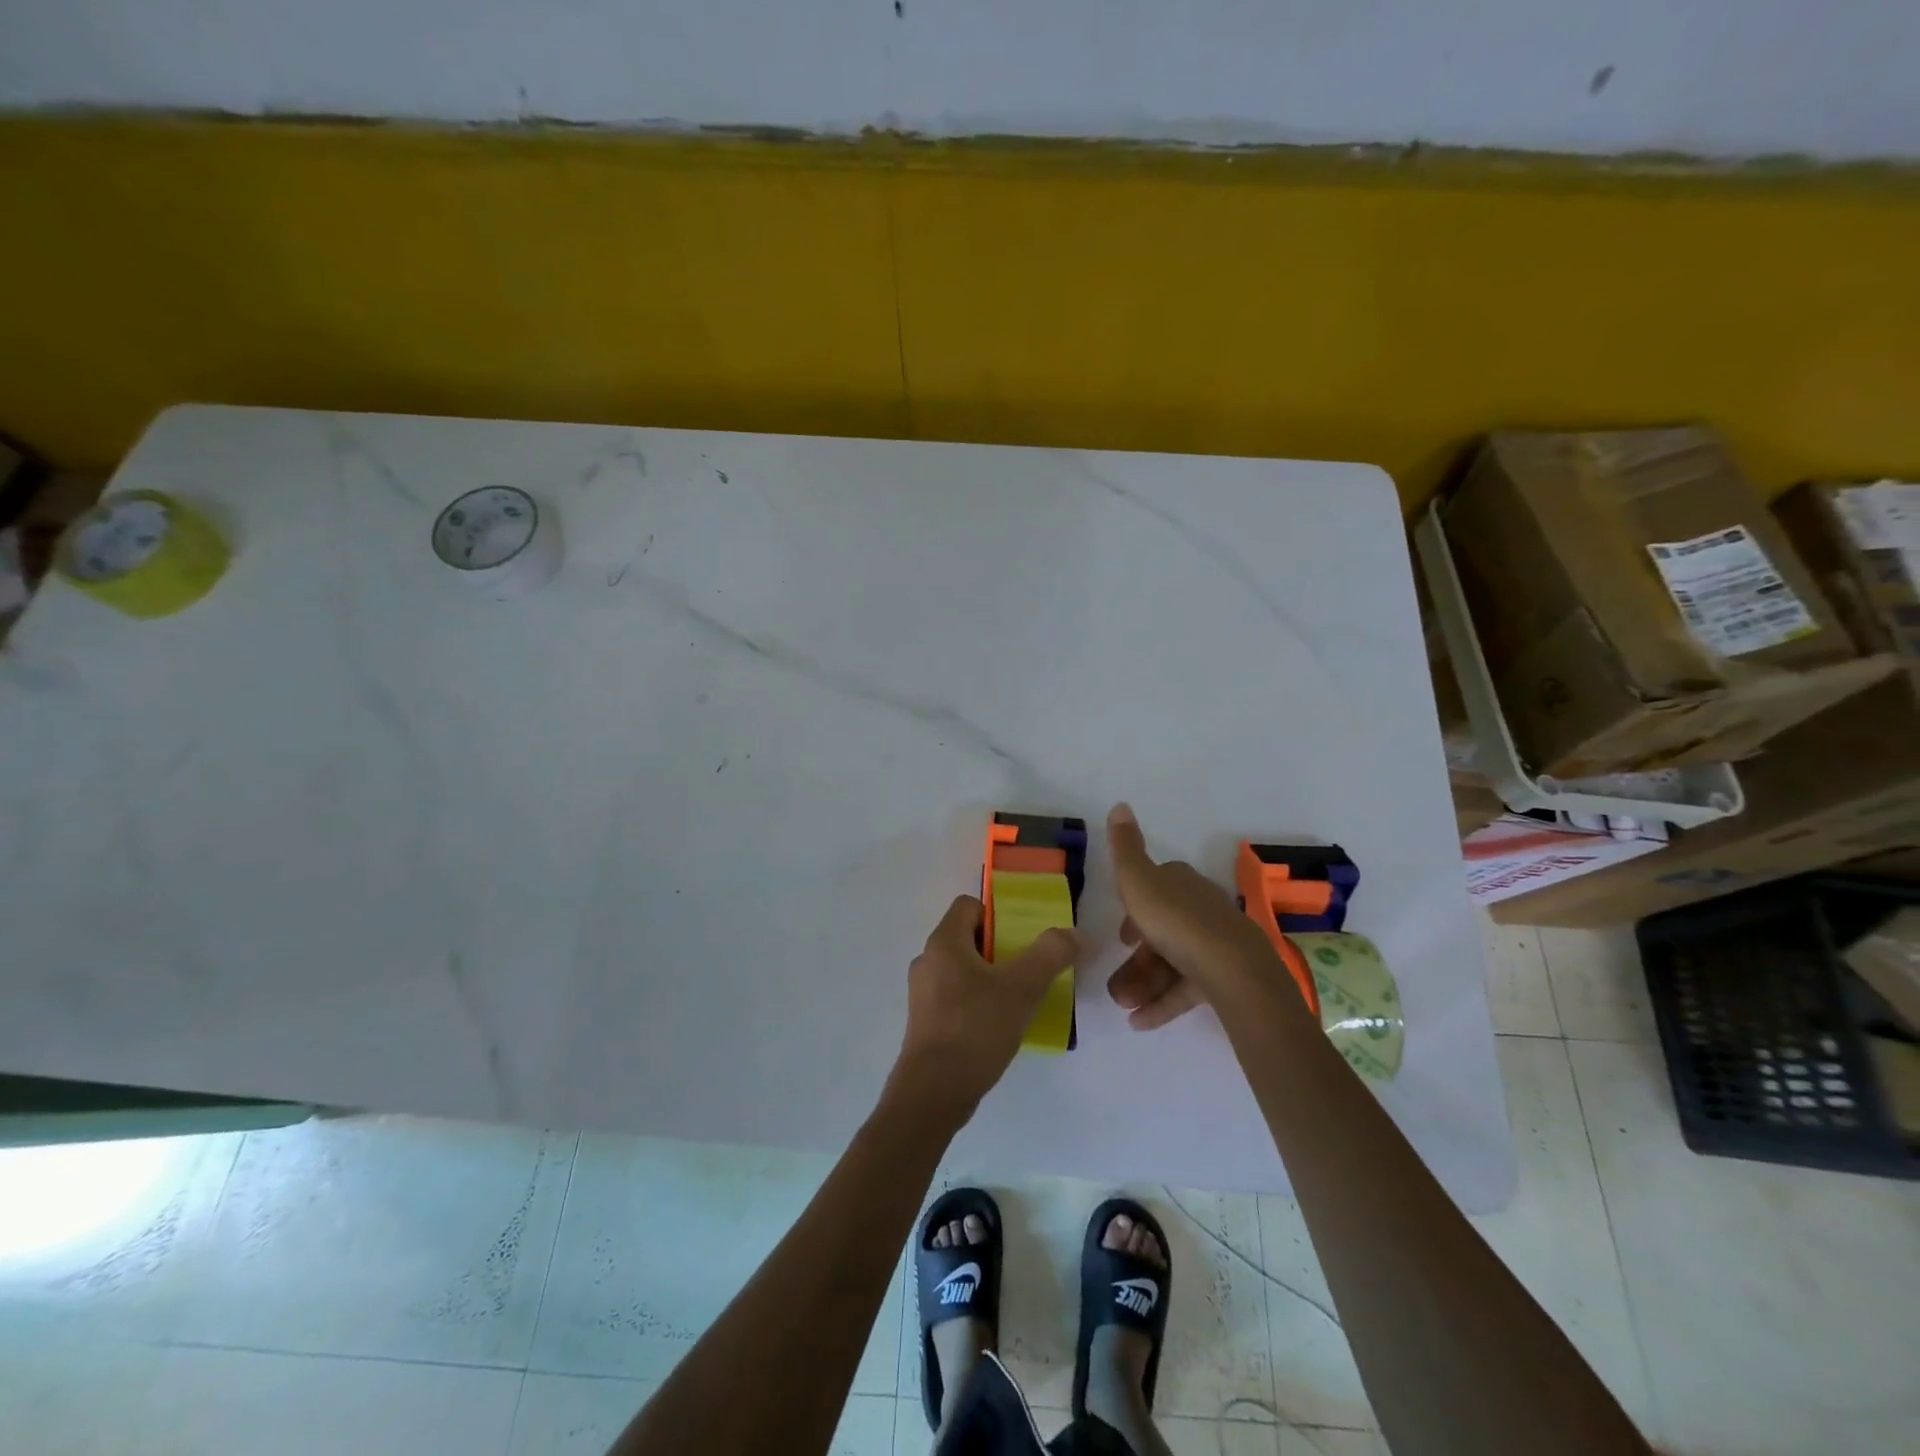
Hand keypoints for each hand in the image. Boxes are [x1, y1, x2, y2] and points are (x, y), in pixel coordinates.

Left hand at [888, 895, 1077, 1122]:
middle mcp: (927, 961)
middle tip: (1026, 972)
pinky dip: (975, 1003)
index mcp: (943, 942)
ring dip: (989, 979)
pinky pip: (954, 998)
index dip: (997, 915)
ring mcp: (922, 994)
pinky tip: (996, 1027)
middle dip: (999, 950)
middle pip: (967, 938)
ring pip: (961, 970)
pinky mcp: (924, 1022)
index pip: (969, 905)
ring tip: (1016, 1002)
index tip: (1020, 941)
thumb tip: (1072, 933)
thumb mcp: (1022, 988)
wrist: (933, 1093)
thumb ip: (1050, 955)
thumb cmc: (975, 1029)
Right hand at [1105, 802, 1281, 1029]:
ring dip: (1143, 984)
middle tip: (1116, 981)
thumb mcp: (1138, 880)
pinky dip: (1162, 1004)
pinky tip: (1140, 1022)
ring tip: (1123, 1005)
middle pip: (1162, 931)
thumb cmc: (1176, 921)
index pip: (1157, 887)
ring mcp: (1215, 945)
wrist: (1232, 970)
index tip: (1121, 933)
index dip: (1136, 907)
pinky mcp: (1224, 977)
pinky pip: (1187, 989)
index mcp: (1182, 885)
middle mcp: (1201, 910)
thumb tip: (1120, 805)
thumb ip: (1125, 847)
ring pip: (1172, 963)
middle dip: (1136, 959)